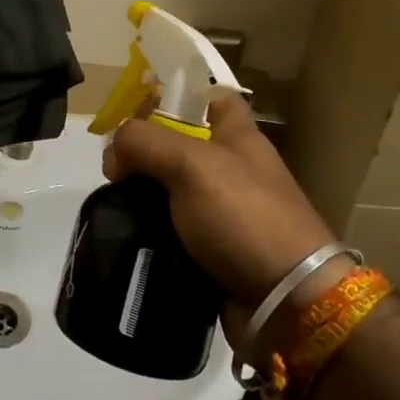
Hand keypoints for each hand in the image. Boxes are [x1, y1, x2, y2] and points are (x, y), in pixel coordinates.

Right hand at [103, 93, 334, 307]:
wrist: (287, 303)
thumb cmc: (244, 216)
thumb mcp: (191, 164)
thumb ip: (144, 142)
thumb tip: (114, 154)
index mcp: (238, 137)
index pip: (210, 98)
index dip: (176, 96)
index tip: (137, 111)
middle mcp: (234, 170)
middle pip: (182, 147)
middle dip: (146, 154)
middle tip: (112, 169)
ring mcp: (226, 214)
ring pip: (173, 193)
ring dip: (143, 199)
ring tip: (111, 207)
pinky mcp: (216, 253)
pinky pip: (175, 234)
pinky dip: (152, 236)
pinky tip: (128, 239)